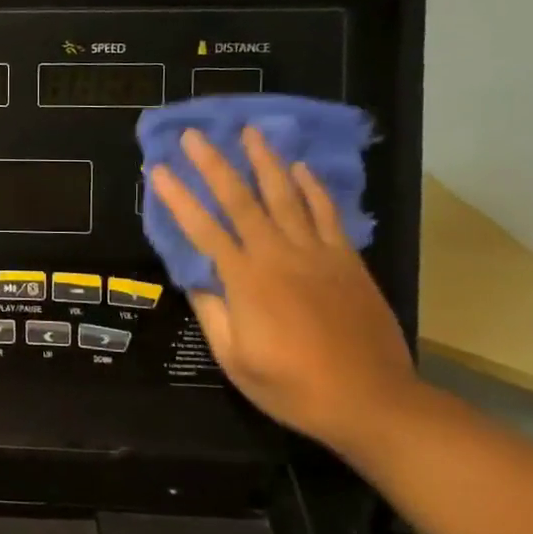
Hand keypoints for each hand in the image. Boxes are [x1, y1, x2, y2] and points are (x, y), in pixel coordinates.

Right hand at [148, 125, 416, 454]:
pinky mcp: (347, 261)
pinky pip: (327, 214)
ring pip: (286, 196)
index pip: (203, 230)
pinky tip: (300, 168)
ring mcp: (317, 255)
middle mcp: (279, 256)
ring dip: (265, 161)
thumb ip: (213, 314)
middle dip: (215, 164)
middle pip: (241, 200)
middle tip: (195, 134)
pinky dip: (312, 188)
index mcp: (246, 282)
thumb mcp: (236, 360)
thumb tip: (195, 280)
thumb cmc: (295, 387)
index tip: (159, 170)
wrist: (374, 402)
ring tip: (249, 131)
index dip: (178, 198)